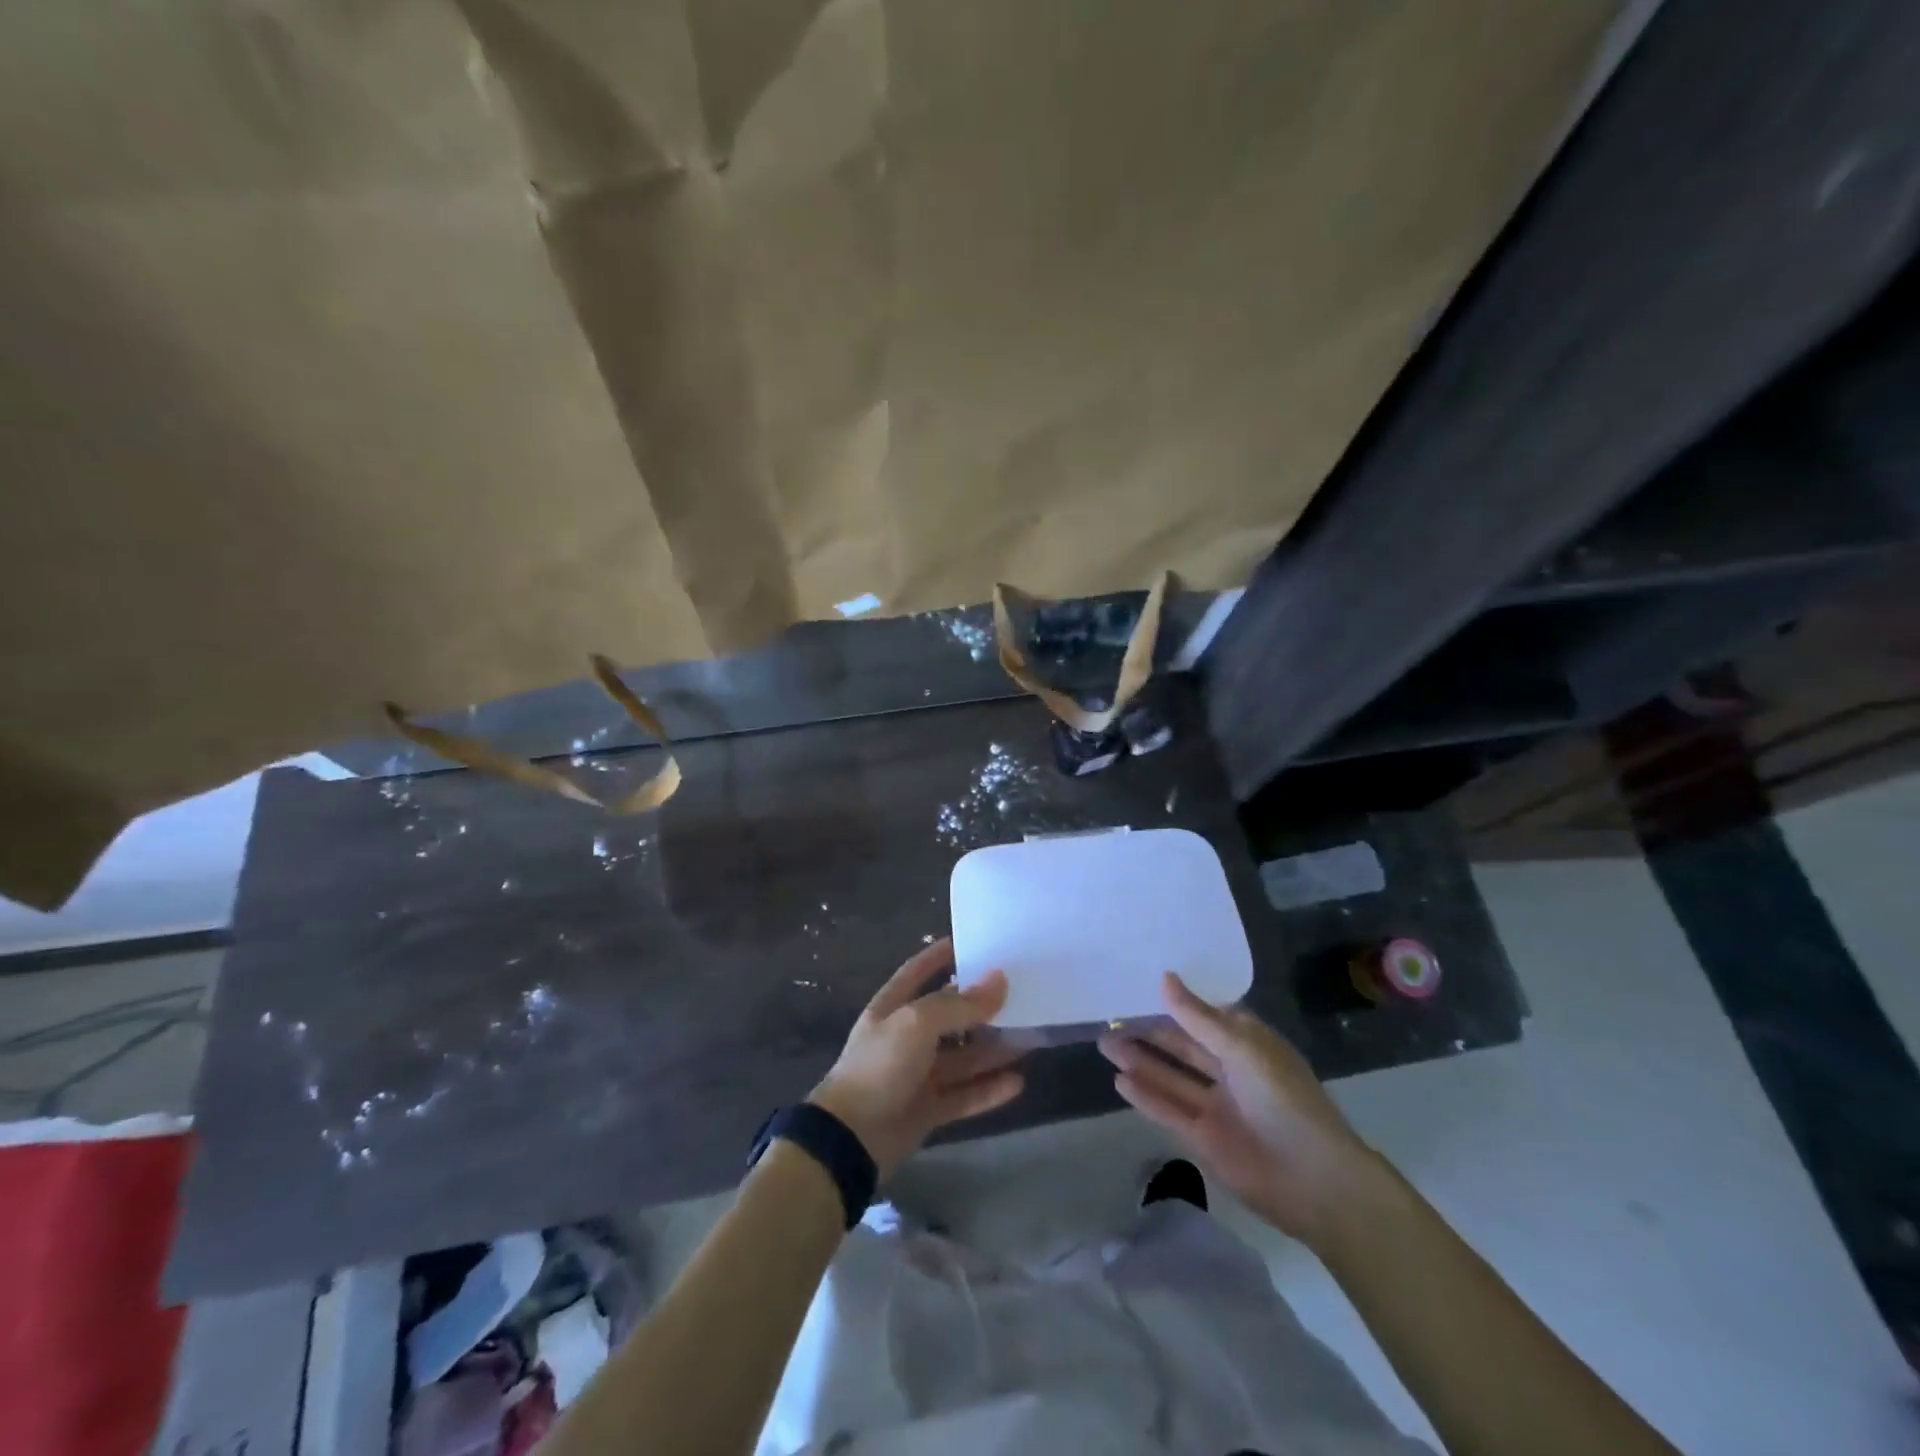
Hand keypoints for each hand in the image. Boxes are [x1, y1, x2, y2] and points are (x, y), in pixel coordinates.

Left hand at [810, 938, 1026, 1178]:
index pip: (917, 971)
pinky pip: (965, 1095)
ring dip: (993, 1049)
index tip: (970, 942)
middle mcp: (906, 1037)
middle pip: (949, 1016)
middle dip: (981, 1007)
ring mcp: (917, 1075)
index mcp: (893, 1008)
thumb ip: (960, 1004)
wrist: (850, 1139)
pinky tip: (1017, 1082)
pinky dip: (989, 1089)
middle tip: (1020, 994)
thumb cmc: (880, 1066)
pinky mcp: (928, 1109)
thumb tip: (1000, 979)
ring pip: (963, 1058)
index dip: (939, 955)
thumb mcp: (917, 1023)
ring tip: (1030, 1037)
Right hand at [1099, 972, 1384, 1247]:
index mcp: (1247, 1044)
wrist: (1316, 1181)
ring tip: (1104, 1042)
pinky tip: (1118, 1080)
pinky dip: (1145, 1096)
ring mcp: (1215, 1106)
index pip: (1204, 1014)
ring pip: (1170, 1077)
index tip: (1138, 983)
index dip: (1174, 1001)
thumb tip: (1164, 977)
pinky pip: (1168, 1111)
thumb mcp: (1243, 1048)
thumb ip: (1198, 1017)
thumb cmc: (1285, 1099)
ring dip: (1139, 1061)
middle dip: (1148, 1031)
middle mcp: (1229, 1070)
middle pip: (1182, 1045)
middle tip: (1109, 1015)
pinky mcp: (1203, 1139)